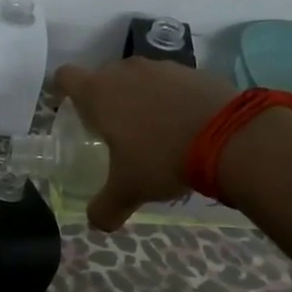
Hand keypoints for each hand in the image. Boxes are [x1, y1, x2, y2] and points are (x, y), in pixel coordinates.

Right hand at [52, 58, 238, 231]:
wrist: (229, 136)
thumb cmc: (162, 158)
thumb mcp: (129, 190)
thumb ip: (105, 207)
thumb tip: (96, 224)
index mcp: (99, 93)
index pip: (65, 77)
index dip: (62, 91)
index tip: (69, 110)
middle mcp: (126, 72)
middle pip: (103, 77)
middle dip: (104, 99)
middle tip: (113, 130)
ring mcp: (162, 67)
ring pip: (139, 78)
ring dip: (139, 98)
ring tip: (153, 131)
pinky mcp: (193, 71)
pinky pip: (171, 83)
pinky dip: (171, 99)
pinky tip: (185, 126)